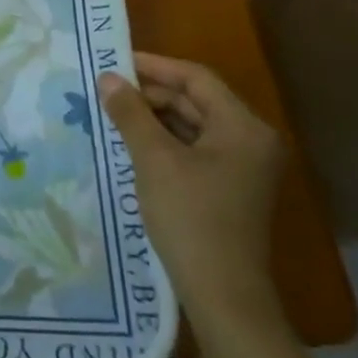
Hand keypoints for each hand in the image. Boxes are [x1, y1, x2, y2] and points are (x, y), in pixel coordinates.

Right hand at [97, 52, 286, 339]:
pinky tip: (132, 144)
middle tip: (107, 90)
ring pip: (193, 126)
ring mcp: (243, 167)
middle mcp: (250, 140)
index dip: (155, 66)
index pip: (196, 78)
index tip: (114, 62)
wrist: (223, 294)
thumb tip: (107, 78)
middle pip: (197, 100)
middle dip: (151, 93)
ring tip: (113, 113)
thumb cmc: (191, 218)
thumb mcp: (154, 160)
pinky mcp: (230, 188)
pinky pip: (195, 149)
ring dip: (155, 118)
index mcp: (243, 127)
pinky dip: (165, 141)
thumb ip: (130, 113)